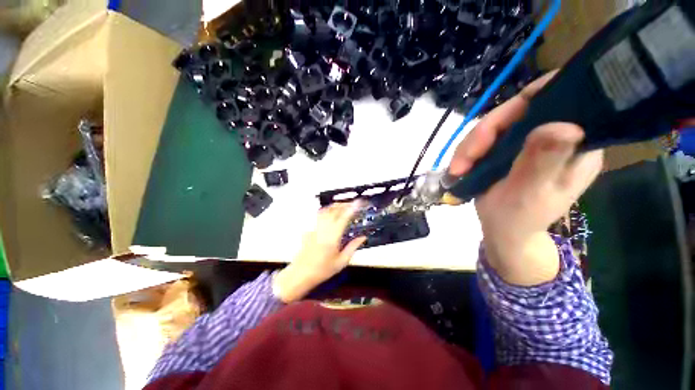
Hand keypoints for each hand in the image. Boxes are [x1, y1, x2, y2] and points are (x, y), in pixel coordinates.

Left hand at [273, 201, 366, 302]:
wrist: (301, 274)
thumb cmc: (322, 270)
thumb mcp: (342, 261)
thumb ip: (353, 247)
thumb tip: (363, 238)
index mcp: (333, 237)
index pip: (344, 218)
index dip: (352, 208)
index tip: (359, 202)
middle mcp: (323, 229)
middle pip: (334, 210)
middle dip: (344, 204)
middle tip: (353, 204)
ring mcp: (315, 228)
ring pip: (325, 210)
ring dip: (335, 206)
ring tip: (343, 206)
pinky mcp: (310, 229)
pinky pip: (319, 216)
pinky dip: (326, 211)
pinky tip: (330, 213)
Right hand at [449, 71, 603, 284]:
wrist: (503, 235)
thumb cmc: (519, 220)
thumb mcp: (531, 195)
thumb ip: (544, 160)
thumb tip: (560, 123)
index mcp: (576, 143)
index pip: (562, 98)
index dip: (532, 98)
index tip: (499, 121)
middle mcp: (557, 136)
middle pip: (522, 111)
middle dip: (486, 132)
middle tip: (463, 159)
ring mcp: (529, 143)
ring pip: (498, 126)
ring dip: (472, 145)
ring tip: (458, 168)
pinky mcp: (507, 152)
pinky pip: (487, 139)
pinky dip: (469, 151)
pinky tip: (461, 166)